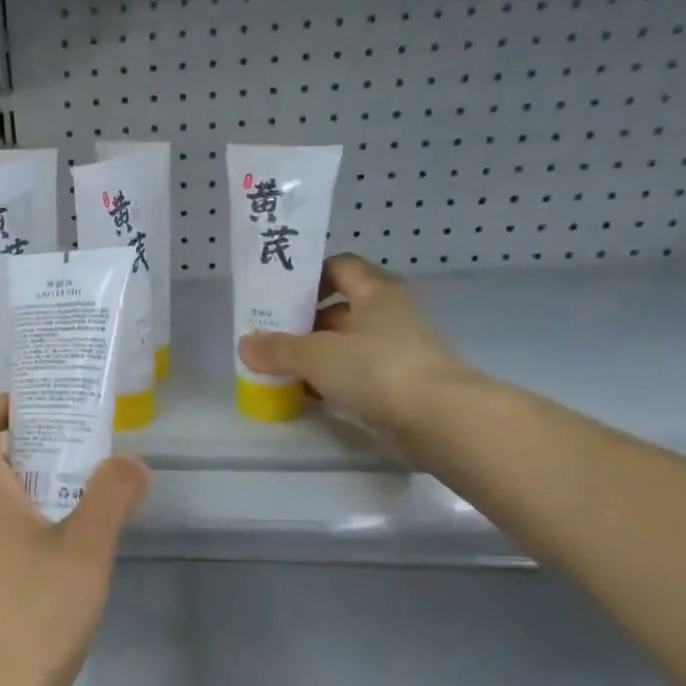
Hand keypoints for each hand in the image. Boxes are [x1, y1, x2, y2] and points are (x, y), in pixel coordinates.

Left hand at [0, 395, 149, 685]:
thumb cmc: (34, 616)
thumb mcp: (87, 551)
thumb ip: (111, 497)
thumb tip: (130, 462)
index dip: (0, 402)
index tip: (41, 409)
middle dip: (34, 452)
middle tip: (83, 459)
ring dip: (35, 497)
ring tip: (84, 512)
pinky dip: (27, 534)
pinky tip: (64, 568)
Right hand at [237, 254, 468, 443]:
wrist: (440, 419)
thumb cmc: (377, 369)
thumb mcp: (316, 355)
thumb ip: (278, 349)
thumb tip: (245, 345)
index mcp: (375, 292)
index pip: (339, 267)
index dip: (309, 276)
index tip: (279, 296)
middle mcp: (390, 314)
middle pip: (339, 308)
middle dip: (303, 323)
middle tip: (269, 338)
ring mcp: (398, 350)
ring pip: (347, 344)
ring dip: (316, 356)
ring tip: (281, 370)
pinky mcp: (400, 383)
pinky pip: (358, 373)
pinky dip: (333, 381)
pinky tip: (309, 395)